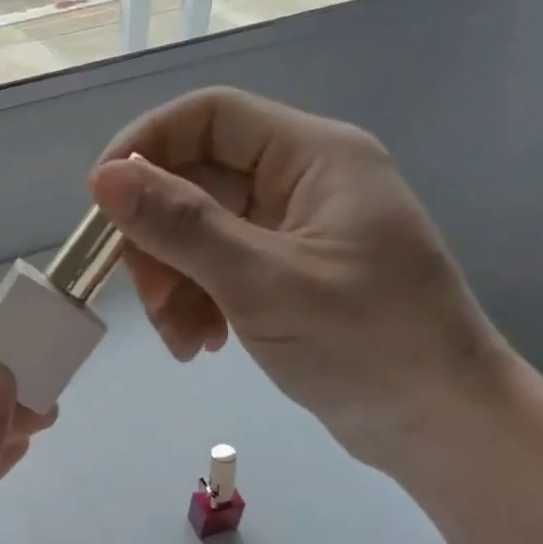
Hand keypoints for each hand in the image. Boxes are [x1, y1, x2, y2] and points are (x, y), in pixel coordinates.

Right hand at [89, 88, 517, 467]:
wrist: (442, 427)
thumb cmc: (367, 344)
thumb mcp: (262, 282)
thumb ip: (181, 226)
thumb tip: (104, 178)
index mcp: (313, 156)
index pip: (209, 116)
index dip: (146, 146)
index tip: (100, 201)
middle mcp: (301, 181)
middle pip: (195, 181)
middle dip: (158, 240)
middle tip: (148, 298)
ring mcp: (293, 230)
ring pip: (199, 231)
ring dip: (173, 282)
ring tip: (179, 340)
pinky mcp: (287, 274)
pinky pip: (218, 268)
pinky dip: (197, 302)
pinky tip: (200, 345)